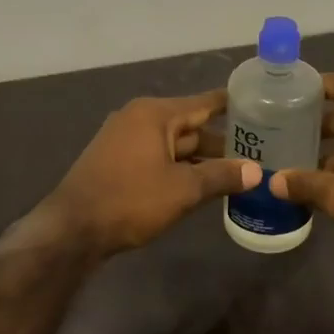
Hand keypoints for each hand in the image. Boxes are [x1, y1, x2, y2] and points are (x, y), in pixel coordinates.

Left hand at [43, 90, 260, 257]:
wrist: (72, 230)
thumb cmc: (130, 200)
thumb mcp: (183, 189)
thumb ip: (221, 176)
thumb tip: (257, 171)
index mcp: (155, 114)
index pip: (204, 103)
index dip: (233, 105)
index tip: (261, 104)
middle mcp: (139, 119)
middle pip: (190, 126)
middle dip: (222, 140)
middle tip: (260, 150)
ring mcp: (125, 141)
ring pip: (175, 145)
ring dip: (202, 158)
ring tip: (239, 170)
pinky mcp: (118, 162)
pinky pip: (159, 158)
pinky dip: (181, 167)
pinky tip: (204, 183)